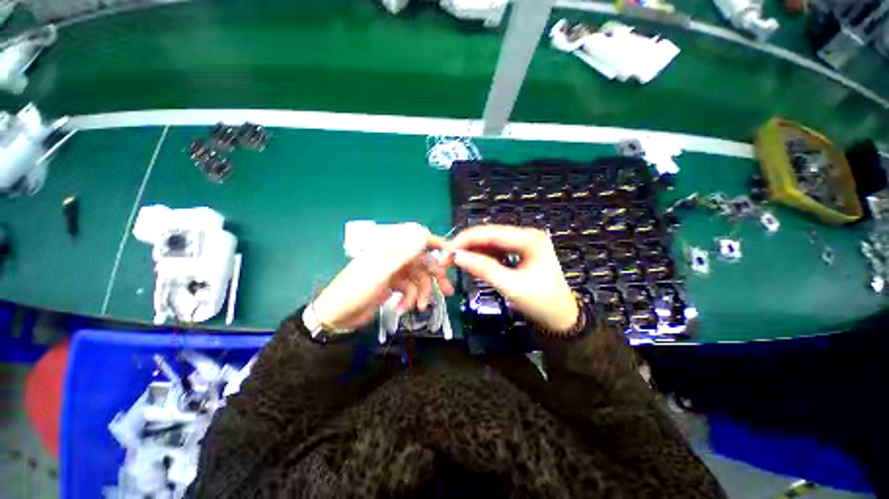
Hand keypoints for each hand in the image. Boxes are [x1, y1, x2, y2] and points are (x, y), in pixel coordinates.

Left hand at [311, 223, 454, 331]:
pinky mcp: (393, 286)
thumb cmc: (354, 291)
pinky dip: (409, 300)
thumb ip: (402, 254)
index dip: (436, 244)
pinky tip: (402, 308)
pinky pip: (410, 290)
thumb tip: (422, 235)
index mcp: (390, 249)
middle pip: (422, 263)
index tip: (451, 254)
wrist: (337, 317)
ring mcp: (395, 273)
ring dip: (421, 293)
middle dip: (435, 277)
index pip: (417, 239)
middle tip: (447, 290)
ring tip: (419, 307)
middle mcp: (395, 258)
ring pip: (418, 279)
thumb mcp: (379, 272)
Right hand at [448, 225, 578, 332]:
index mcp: (530, 239)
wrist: (561, 317)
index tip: (447, 249)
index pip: (492, 233)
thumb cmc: (542, 303)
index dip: (467, 239)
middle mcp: (526, 235)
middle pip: (490, 235)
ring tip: (457, 261)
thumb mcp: (512, 287)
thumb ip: (484, 270)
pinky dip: (482, 257)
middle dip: (468, 245)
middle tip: (448, 257)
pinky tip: (473, 264)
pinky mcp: (518, 252)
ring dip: (473, 251)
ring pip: (490, 242)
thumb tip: (457, 257)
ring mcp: (522, 243)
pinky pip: (495, 251)